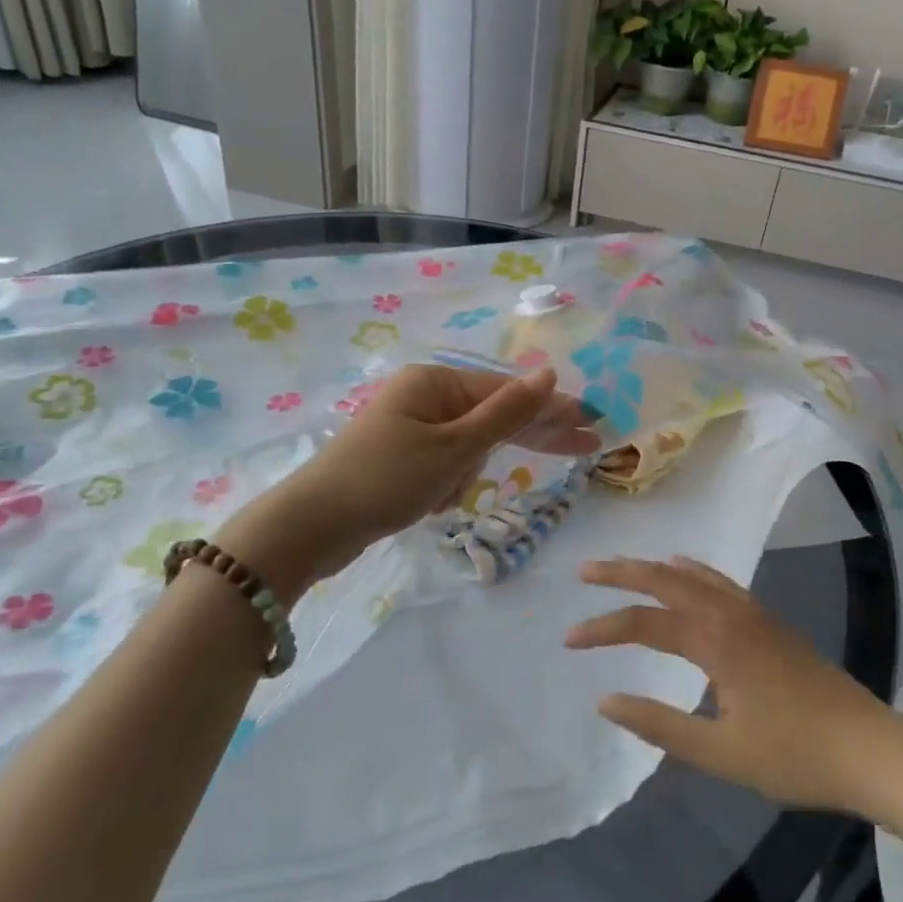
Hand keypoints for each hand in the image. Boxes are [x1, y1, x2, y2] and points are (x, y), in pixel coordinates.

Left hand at [228, 366, 598, 582]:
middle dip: (533, 433)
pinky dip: (446, 486)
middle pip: (493, 413)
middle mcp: (424, 396)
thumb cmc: (387, 479)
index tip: (592, 423)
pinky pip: (444, 466)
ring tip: (439, 497)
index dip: (552, 409)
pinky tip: (429, 506)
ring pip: (468, 446)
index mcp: (435, 381)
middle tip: (584, 445)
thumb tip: (550, 374)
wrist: (310, 527)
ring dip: (467, 474)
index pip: (508, 392)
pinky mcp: (400, 458)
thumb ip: (507, 412)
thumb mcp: (455, 447)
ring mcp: (410, 427)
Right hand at [566, 557, 893, 811]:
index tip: (569, 640)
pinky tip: (684, 569)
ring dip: (654, 568)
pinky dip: (693, 570)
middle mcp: (730, 614)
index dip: (604, 628)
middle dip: (622, 573)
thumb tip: (606, 700)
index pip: (645, 624)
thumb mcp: (721, 753)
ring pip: (693, 575)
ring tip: (622, 566)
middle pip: (666, 580)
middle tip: (584, 571)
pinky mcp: (768, 621)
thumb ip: (660, 725)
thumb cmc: (794, 756)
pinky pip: (720, 581)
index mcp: (716, 642)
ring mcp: (753, 613)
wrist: (869, 749)